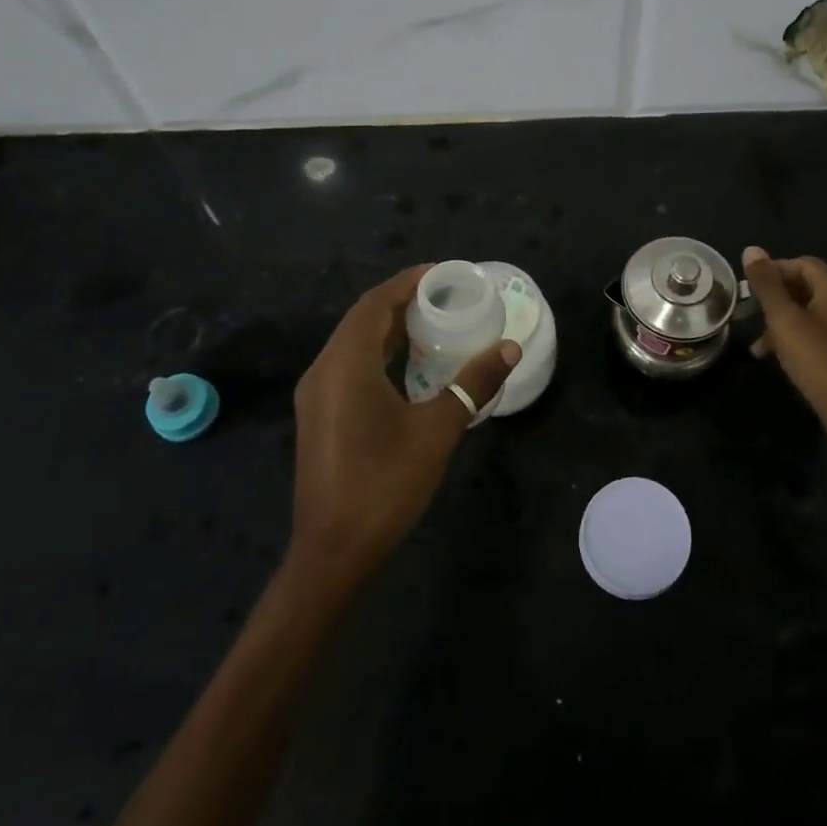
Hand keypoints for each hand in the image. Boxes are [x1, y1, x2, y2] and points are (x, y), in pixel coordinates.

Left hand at [287, 265, 518, 589]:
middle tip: (446, 295)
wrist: (333, 552)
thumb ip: (472, 384)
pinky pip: (350, 365)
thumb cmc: (385, 485)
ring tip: (434, 322)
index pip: (375, 304)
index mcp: (346, 365)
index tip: (444, 273)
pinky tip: (410, 365)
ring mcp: (317, 395)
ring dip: (390, 327)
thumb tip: (509, 349)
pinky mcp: (320, 415)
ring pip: (354, 343)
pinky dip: (379, 353)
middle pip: (362, 319)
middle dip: (402, 301)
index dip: (408, 282)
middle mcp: (324, 370)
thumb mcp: (437, 431)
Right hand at [743, 247, 826, 443]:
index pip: (802, 263)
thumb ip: (767, 284)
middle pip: (807, 285)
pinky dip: (796, 336)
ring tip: (758, 342)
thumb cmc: (817, 360)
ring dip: (782, 320)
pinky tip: (778, 356)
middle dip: (775, 297)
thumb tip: (751, 249)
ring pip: (810, 310)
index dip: (772, 271)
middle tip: (750, 314)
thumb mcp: (784, 320)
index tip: (748, 290)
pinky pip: (819, 330)